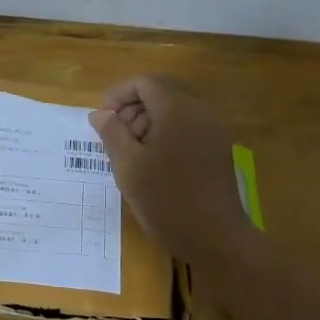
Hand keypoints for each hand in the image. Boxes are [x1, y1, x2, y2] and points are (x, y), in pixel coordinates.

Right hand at [89, 75, 252, 264]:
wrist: (216, 238)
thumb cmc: (167, 200)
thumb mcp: (128, 167)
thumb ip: (112, 134)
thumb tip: (100, 114)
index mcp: (177, 109)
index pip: (145, 82)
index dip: (119, 94)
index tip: (102, 118)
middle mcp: (200, 111)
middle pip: (163, 91)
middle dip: (135, 106)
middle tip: (115, 135)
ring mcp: (213, 130)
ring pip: (176, 109)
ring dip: (150, 120)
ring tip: (132, 151)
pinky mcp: (218, 148)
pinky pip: (189, 126)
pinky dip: (167, 132)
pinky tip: (154, 161)